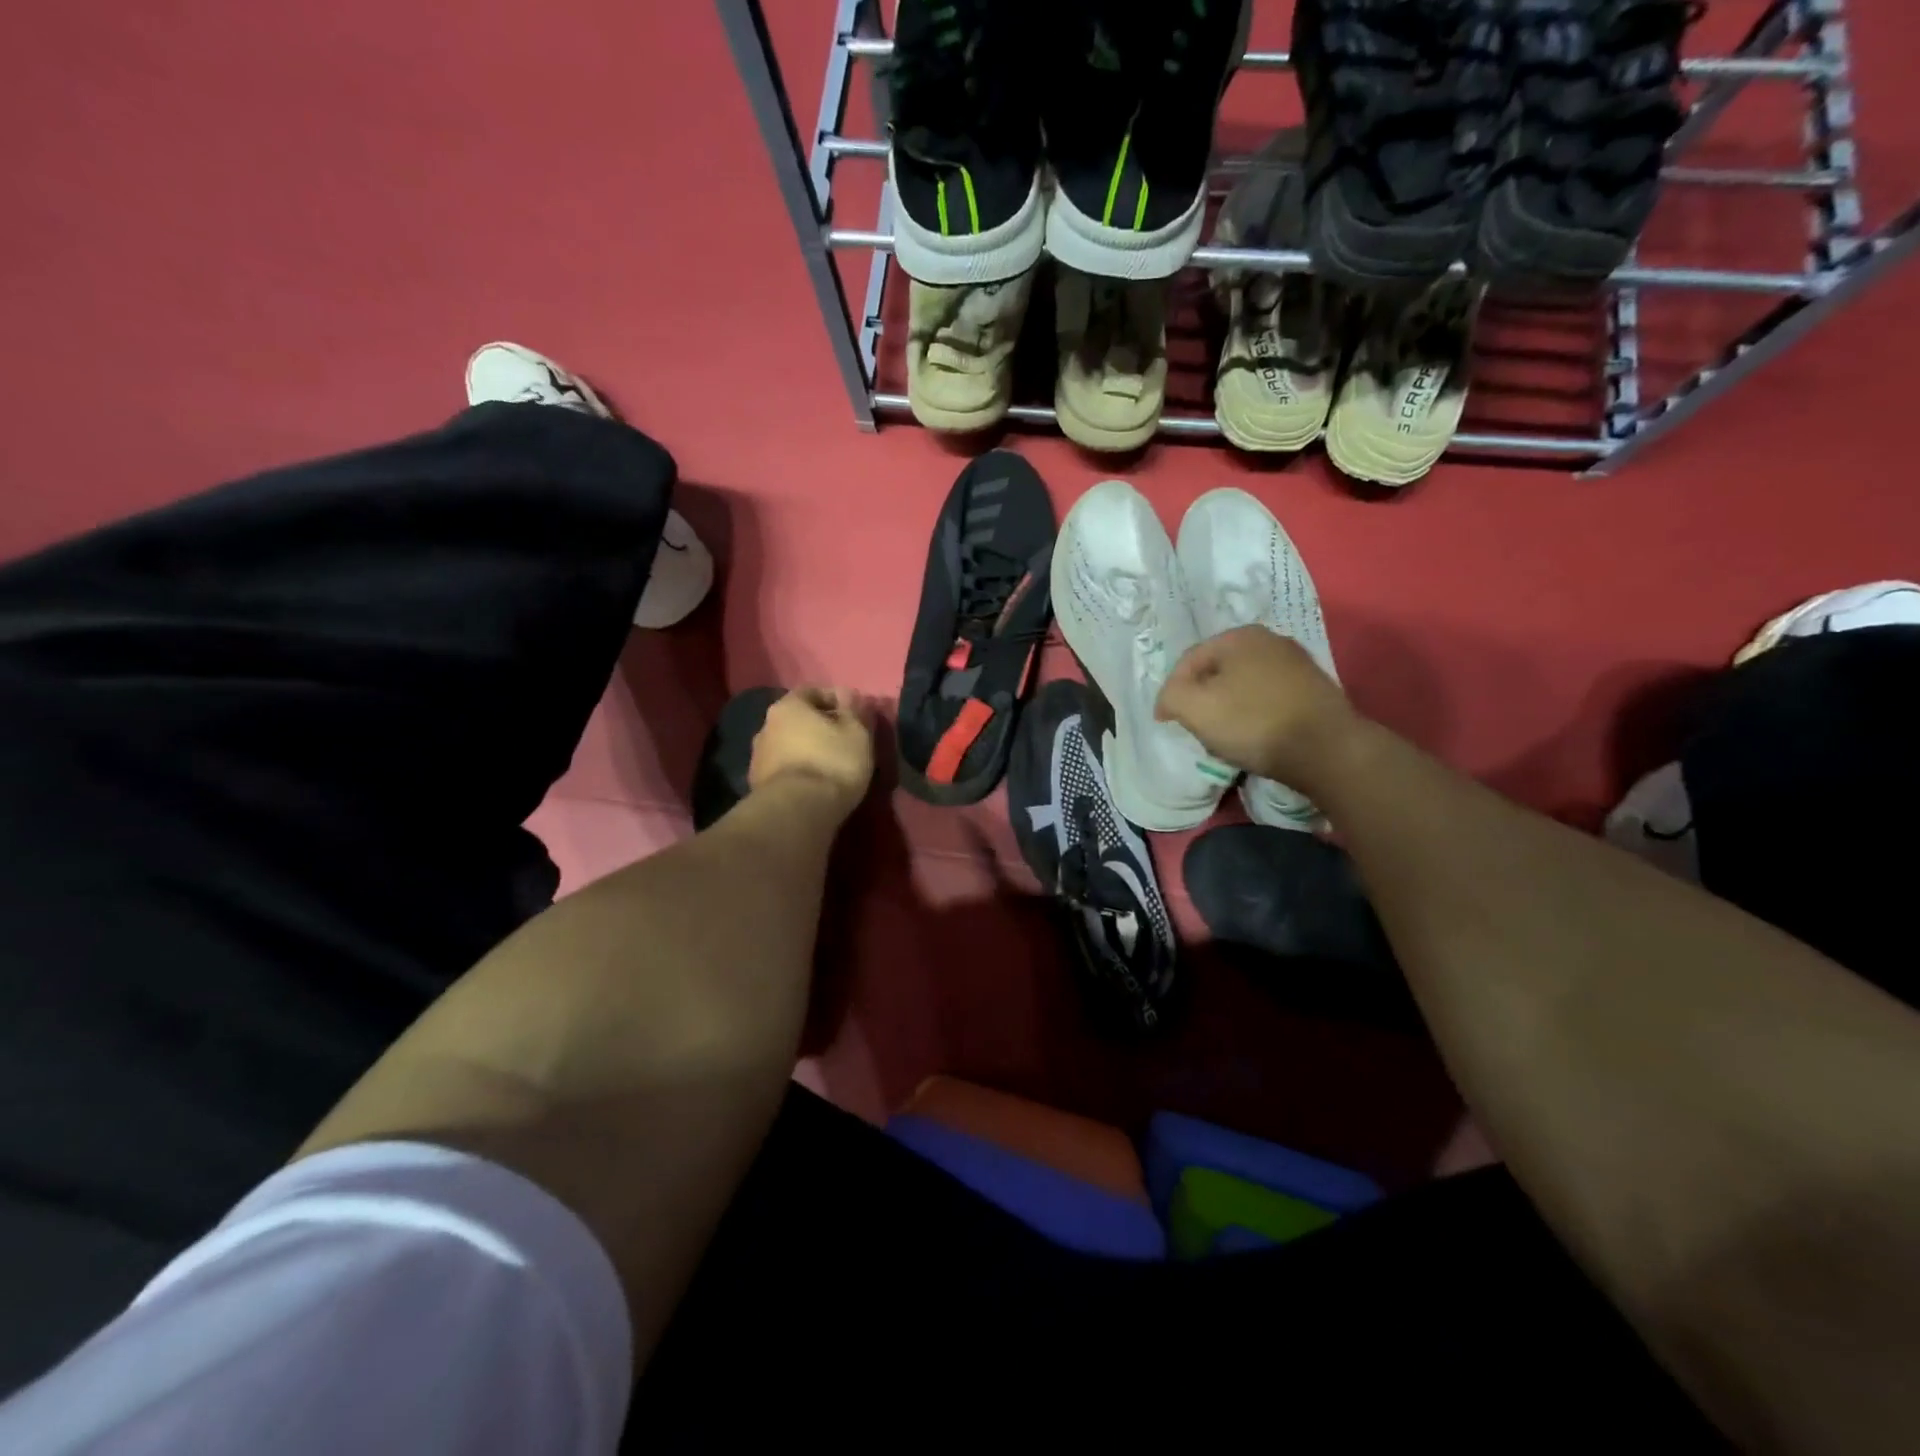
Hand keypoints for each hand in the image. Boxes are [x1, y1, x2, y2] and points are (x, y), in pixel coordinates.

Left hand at [748, 687, 874, 820]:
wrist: (798, 811)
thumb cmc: (832, 762)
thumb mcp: (857, 732)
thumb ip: (854, 709)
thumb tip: (848, 694)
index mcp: (788, 706)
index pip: (812, 691)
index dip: (835, 699)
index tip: (854, 715)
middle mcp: (765, 726)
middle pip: (796, 719)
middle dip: (818, 726)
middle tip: (842, 740)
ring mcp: (757, 757)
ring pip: (787, 745)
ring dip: (806, 750)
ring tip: (829, 766)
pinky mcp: (756, 786)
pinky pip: (783, 770)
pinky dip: (797, 772)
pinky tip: (813, 785)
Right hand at [1154, 625, 1360, 788]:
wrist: (1326, 749)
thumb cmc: (1253, 722)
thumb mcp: (1194, 708)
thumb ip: (1171, 696)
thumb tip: (1170, 700)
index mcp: (1238, 636)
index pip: (1189, 661)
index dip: (1171, 692)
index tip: (1166, 722)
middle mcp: (1270, 640)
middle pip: (1218, 671)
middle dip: (1202, 698)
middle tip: (1195, 727)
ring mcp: (1297, 663)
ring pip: (1244, 685)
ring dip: (1229, 707)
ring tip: (1225, 736)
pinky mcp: (1316, 688)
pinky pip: (1270, 698)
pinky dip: (1256, 714)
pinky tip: (1256, 736)